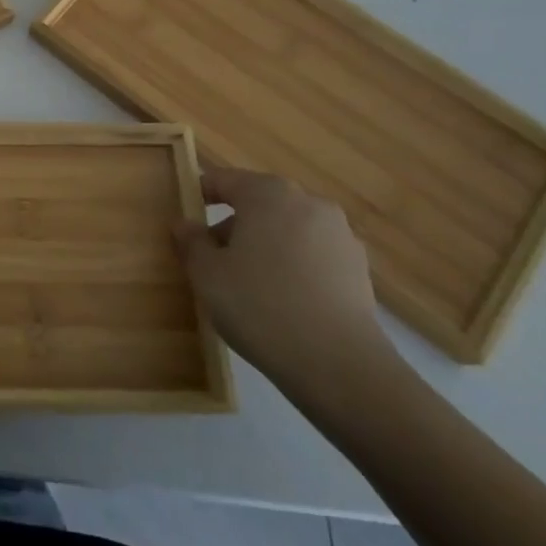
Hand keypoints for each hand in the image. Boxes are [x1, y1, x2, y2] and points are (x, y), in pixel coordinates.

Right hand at [174, 169, 394, 398]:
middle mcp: (308, 203)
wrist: (339, 365)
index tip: (185, 217)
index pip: (224, 180)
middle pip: (259, 204)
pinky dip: (293, 266)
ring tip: (247, 284)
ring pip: (288, 229)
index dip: (200, 194)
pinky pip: (313, 255)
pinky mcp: (359, 270)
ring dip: (265, 246)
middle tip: (212, 258)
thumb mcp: (207, 274)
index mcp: (267, 193)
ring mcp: (340, 235)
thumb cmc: (260, 305)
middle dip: (234, 225)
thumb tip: (185, 224)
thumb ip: (191, 242)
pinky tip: (282, 301)